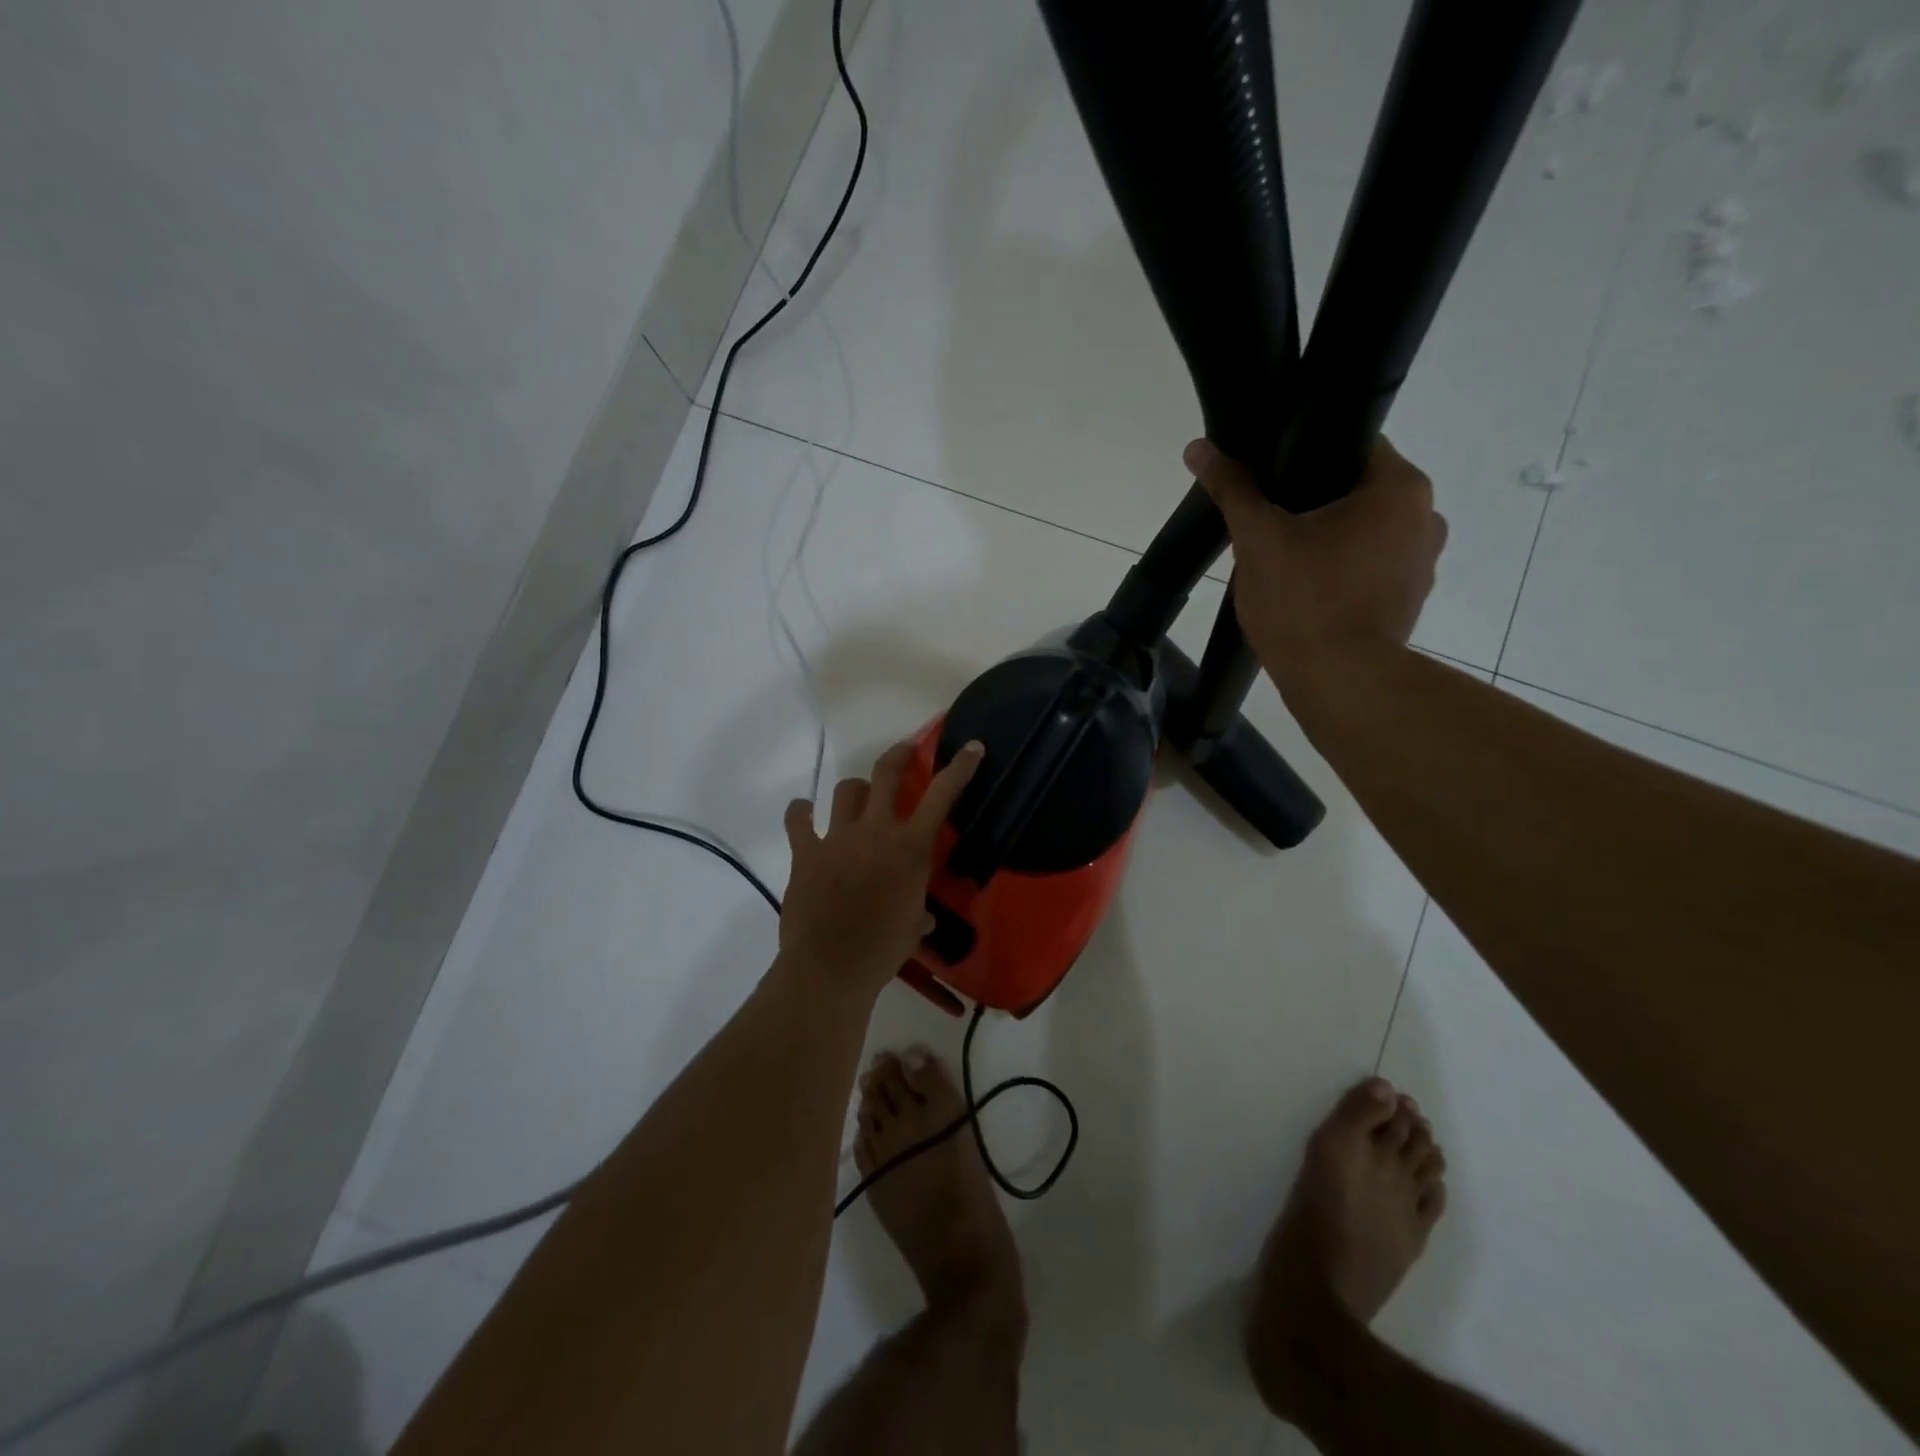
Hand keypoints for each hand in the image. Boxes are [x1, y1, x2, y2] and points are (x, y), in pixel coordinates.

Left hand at [779, 739, 985, 997]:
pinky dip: (800, 813)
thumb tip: (923, 917)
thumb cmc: (882, 950)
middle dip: (899, 754)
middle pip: (886, 773)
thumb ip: (918, 912)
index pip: (942, 796)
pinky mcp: (806, 851)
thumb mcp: (912, 928)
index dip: (960, 768)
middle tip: (906, 748)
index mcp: (910, 848)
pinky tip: (803, 813)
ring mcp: (837, 837)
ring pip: (845, 790)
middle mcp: (875, 831)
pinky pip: (798, 819)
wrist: (831, 967)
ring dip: (854, 790)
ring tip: (857, 797)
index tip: (972, 747)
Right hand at [1185, 436, 1446, 692]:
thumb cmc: (1303, 600)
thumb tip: (1198, 447)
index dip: (1306, 455)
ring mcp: (1423, 562)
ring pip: (1366, 531)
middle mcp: (1426, 516)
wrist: (1339, 680)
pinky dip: (1345, 570)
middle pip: (1359, 490)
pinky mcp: (1411, 599)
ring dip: (1331, 538)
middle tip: (1269, 520)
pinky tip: (1310, 589)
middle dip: (1315, 501)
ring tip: (1287, 558)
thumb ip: (1233, 489)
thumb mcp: (1258, 540)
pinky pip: (1372, 566)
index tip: (1271, 477)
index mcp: (1399, 487)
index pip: (1353, 444)